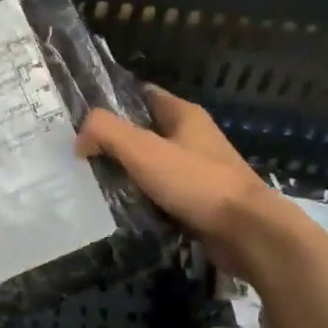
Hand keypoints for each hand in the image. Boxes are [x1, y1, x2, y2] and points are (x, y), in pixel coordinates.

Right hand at [76, 84, 287, 274]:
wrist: (248, 233)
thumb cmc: (196, 182)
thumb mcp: (143, 149)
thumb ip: (106, 132)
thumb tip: (80, 138)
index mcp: (184, 115)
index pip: (143, 95)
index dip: (113, 101)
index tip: (82, 116)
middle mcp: (193, 138)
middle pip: (144, 132)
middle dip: (114, 142)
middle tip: (79, 155)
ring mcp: (198, 171)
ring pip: (152, 166)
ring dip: (127, 174)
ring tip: (92, 184)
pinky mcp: (199, 202)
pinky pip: (162, 194)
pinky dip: (143, 200)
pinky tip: (120, 210)